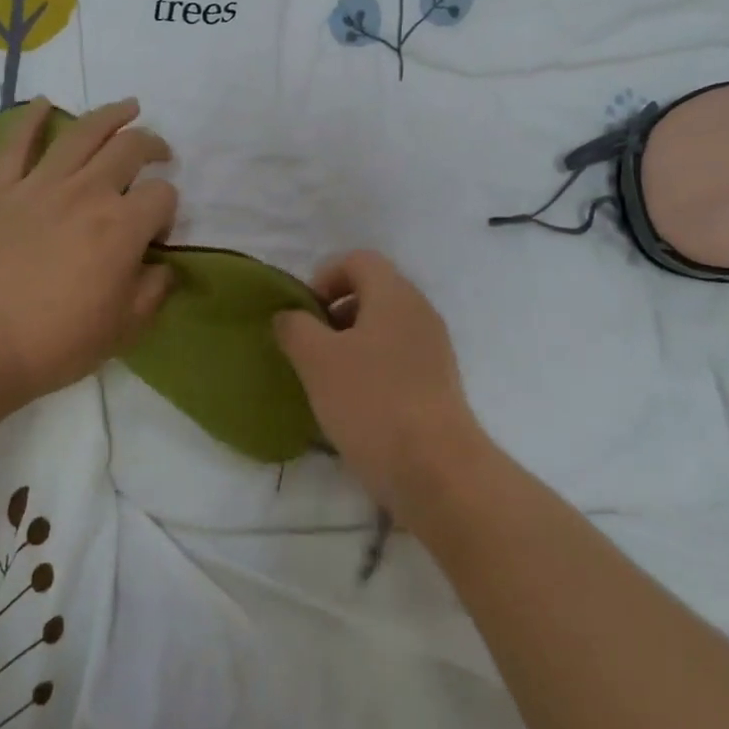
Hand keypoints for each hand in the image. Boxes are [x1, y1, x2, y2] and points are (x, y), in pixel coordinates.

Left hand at [0, 98, 177, 420]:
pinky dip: (29, 119)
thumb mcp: (125, 328)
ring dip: (110, 115)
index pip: (162, 195)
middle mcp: (87, 193)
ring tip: (128, 106)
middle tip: (159, 153)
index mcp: (122, 226)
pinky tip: (43, 103)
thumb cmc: (57, 342)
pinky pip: (15, 145)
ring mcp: (39, 186)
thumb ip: (153, 291)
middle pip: (129, 149)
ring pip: (81, 134)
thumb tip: (161, 266)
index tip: (157, 233)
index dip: (168, 209)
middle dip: (153, 145)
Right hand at [273, 250, 487, 524]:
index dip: (324, 276)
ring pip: (385, 329)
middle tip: (311, 347)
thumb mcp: (317, 360)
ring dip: (351, 344)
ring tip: (328, 380)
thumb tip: (289, 316)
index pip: (358, 260)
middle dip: (335, 313)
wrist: (436, 469)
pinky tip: (355, 405)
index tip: (304, 314)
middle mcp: (420, 313)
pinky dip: (372, 370)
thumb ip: (295, 328)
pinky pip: (398, 360)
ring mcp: (434, 350)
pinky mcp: (439, 384)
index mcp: (395, 294)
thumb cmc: (371, 402)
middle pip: (373, 292)